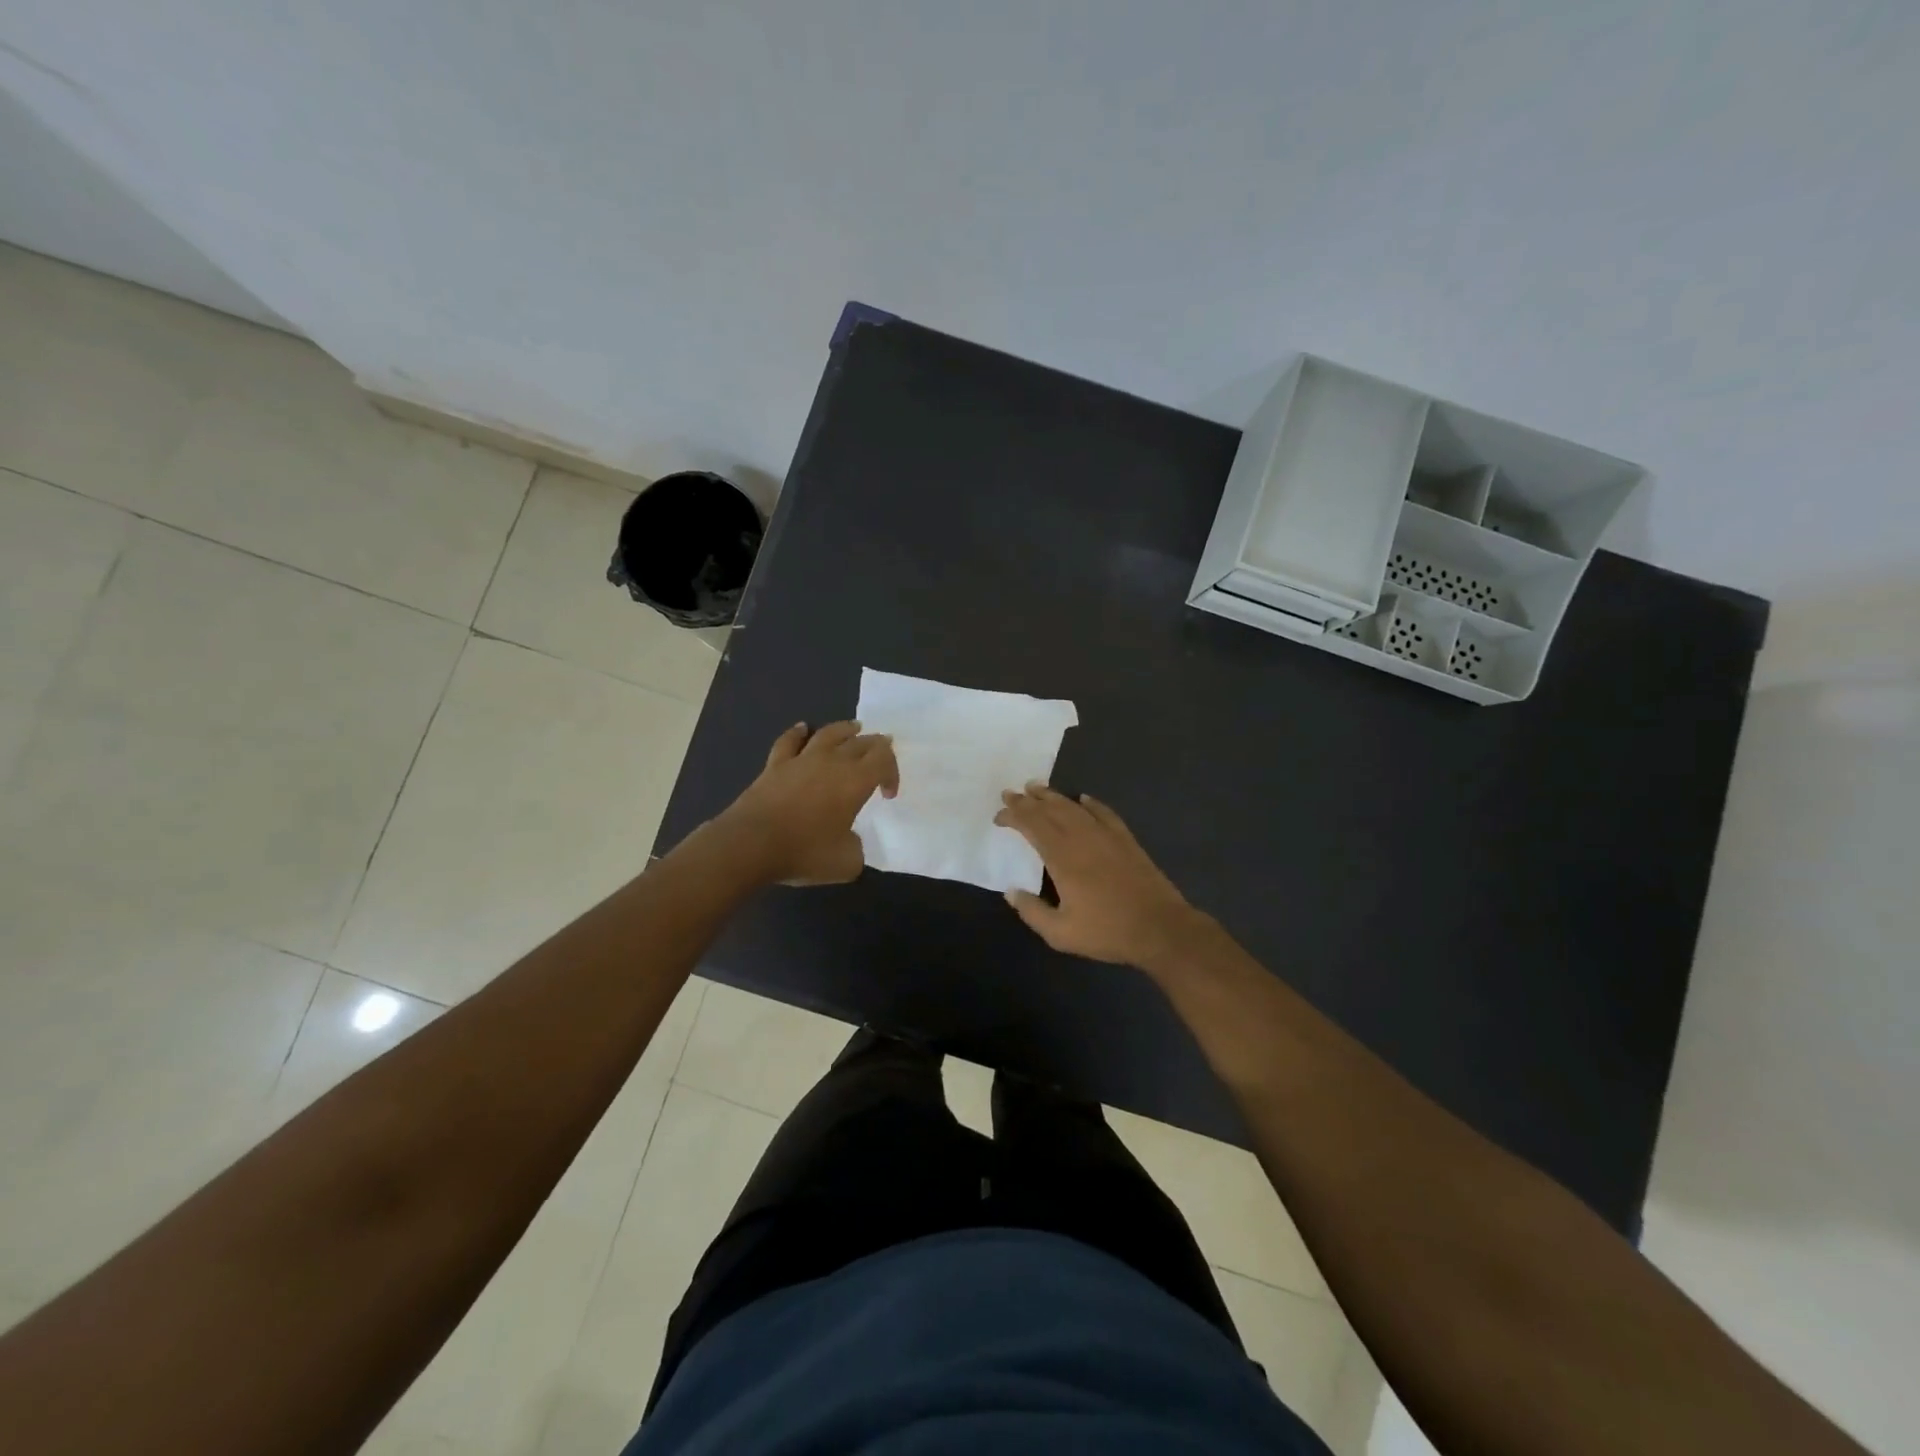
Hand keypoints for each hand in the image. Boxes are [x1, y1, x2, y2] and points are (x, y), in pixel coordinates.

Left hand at [722, 721, 898, 884]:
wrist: (751, 844)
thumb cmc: (804, 852)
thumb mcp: (846, 863)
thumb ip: (856, 848)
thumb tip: (849, 840)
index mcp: (855, 781)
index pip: (884, 759)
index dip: (892, 771)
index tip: (887, 795)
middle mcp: (832, 762)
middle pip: (861, 742)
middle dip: (876, 747)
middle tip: (880, 757)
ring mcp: (801, 759)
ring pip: (829, 733)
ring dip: (845, 729)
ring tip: (854, 728)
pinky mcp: (775, 765)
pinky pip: (789, 741)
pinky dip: (798, 732)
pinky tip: (802, 728)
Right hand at [994, 784, 1201, 967]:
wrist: (1160, 928)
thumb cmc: (1108, 931)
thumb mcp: (1061, 933)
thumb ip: (1032, 912)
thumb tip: (1011, 892)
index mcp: (1062, 858)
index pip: (1032, 826)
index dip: (1013, 816)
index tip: (999, 816)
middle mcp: (1082, 838)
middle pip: (1050, 811)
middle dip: (1027, 800)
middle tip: (1010, 793)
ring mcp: (1106, 836)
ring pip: (1074, 808)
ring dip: (1053, 796)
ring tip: (1037, 787)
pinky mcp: (1126, 840)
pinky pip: (1104, 813)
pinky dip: (1090, 804)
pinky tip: (1083, 798)